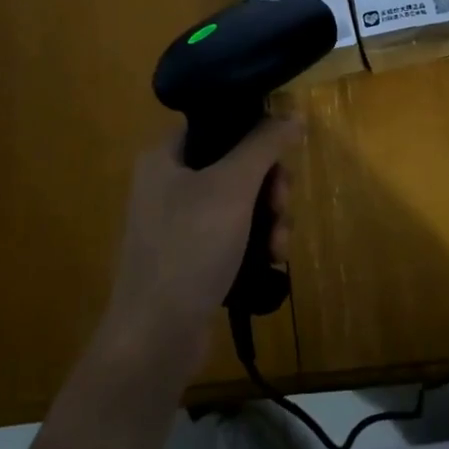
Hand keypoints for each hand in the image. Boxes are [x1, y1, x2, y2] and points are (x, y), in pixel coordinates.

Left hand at [95, 118, 300, 384]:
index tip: (282, 155)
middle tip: (281, 204)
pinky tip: (271, 262)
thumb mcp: (232, 187)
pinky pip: (233, 236)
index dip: (253, 133)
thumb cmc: (190, 247)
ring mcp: (178, 224)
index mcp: (164, 157)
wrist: (156, 336)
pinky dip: (255, 244)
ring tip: (278, 245)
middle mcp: (167, 185)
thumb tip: (291, 112)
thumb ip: (263, 145)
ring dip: (268, 219)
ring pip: (239, 203)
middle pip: (234, 166)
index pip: (216, 125)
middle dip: (268, 186)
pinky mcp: (191, 259)